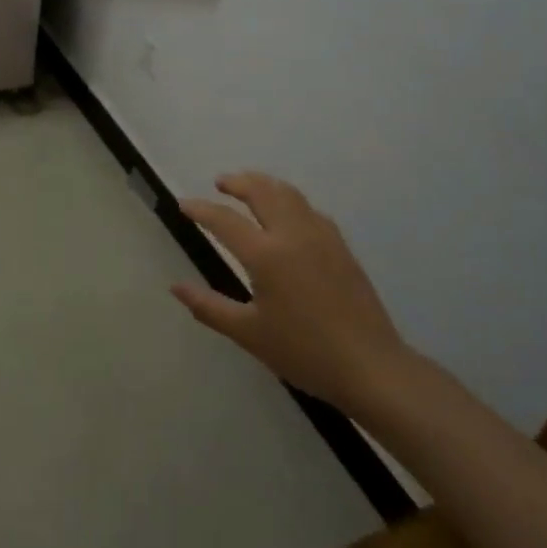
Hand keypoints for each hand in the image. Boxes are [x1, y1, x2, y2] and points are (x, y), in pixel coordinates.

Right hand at [173, 172, 409, 412]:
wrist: (370, 366)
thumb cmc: (304, 352)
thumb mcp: (249, 334)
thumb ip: (210, 307)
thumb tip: (176, 287)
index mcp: (267, 254)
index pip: (225, 220)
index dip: (201, 209)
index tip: (183, 204)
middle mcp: (293, 234)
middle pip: (261, 191)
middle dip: (238, 182)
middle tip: (220, 182)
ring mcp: (321, 236)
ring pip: (288, 194)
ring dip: (264, 184)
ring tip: (250, 186)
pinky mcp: (341, 245)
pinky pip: (308, 209)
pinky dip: (289, 200)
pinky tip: (287, 213)